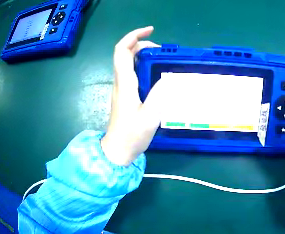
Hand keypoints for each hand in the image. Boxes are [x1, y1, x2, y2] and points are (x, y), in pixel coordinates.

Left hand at [101, 26, 161, 165]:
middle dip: (142, 44)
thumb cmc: (131, 135)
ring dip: (142, 54)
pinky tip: (155, 73)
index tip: (150, 31)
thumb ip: (159, 94)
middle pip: (125, 53)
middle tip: (161, 51)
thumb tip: (167, 77)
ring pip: (127, 61)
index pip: (122, 51)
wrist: (117, 151)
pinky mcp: (123, 93)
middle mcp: (120, 81)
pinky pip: (131, 72)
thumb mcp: (150, 116)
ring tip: (161, 59)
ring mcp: (120, 87)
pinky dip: (142, 65)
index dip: (133, 36)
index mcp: (125, 83)